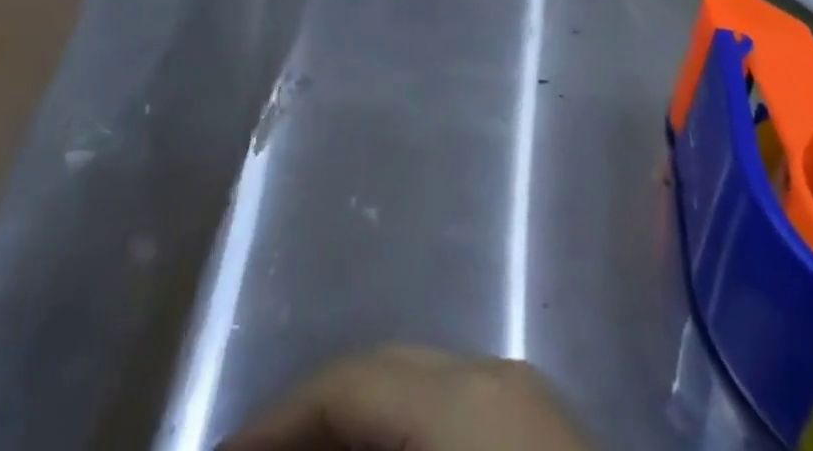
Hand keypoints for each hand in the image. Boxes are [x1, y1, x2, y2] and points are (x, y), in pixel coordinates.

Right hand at [220, 346, 594, 450]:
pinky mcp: (539, 430)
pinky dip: (401, 439)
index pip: (347, 383)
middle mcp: (492, 373)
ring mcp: (524, 399)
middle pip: (379, 375)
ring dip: (356, 432)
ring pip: (414, 394)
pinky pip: (449, 417)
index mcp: (462, 394)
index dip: (274, 421)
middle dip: (312, 422)